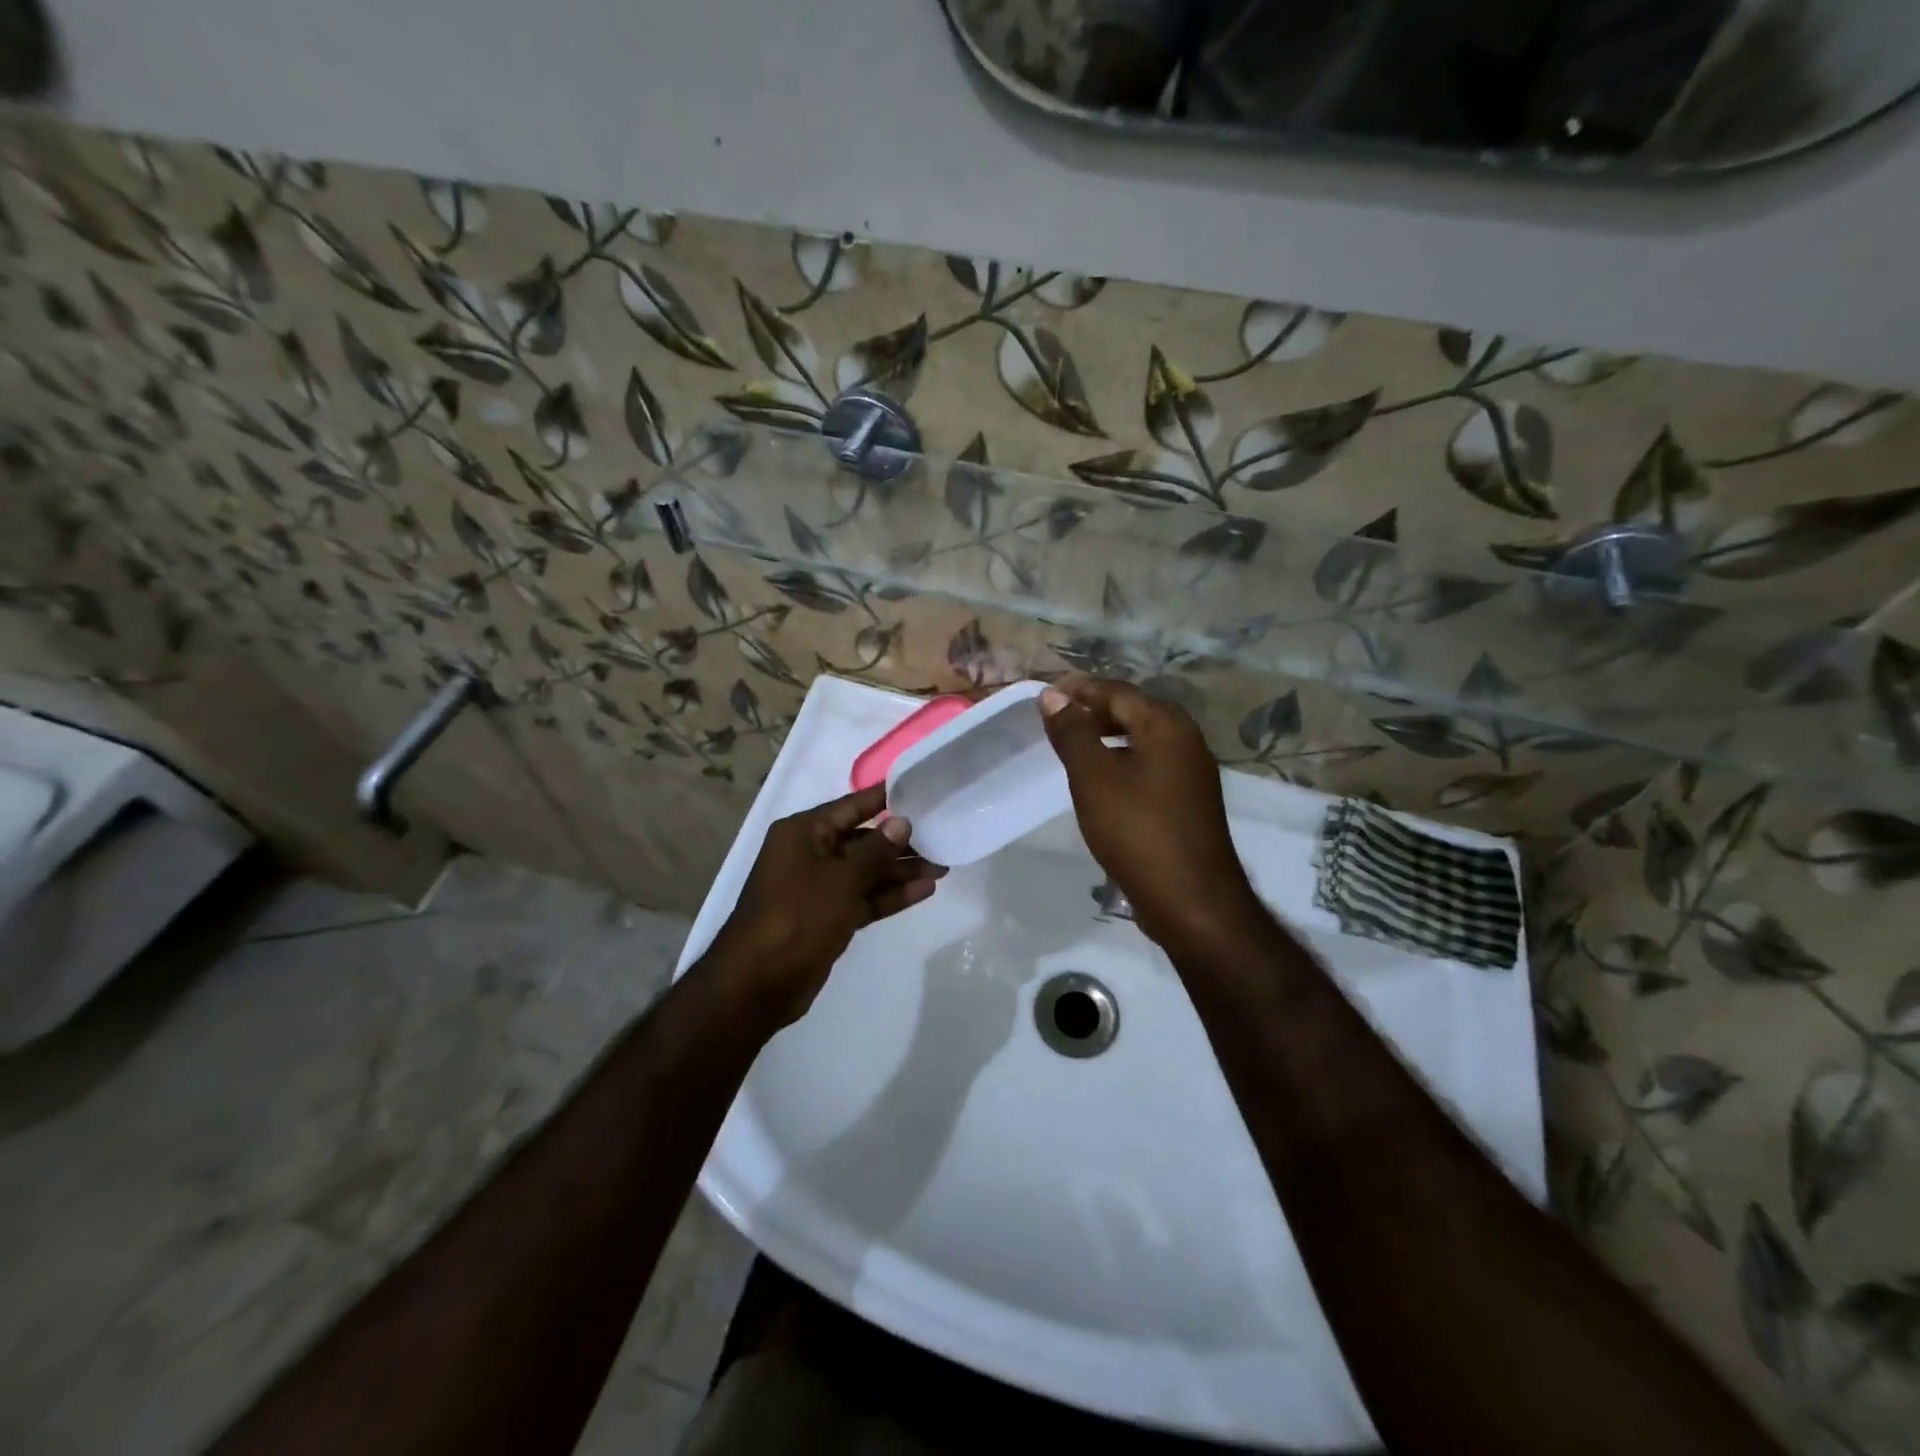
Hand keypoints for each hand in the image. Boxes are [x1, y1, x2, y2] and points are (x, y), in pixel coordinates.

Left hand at [703, 785, 943, 1028]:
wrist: (758, 982)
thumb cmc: (798, 916)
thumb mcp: (842, 878)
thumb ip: (876, 850)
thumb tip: (902, 822)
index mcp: (804, 832)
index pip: (851, 806)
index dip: (886, 799)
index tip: (922, 789)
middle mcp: (810, 853)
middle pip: (863, 840)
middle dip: (900, 842)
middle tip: (942, 839)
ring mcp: (819, 887)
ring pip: (866, 871)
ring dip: (900, 871)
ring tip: (942, 867)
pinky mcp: (829, 917)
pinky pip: (864, 898)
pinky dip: (890, 895)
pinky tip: (924, 891)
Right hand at [1041, 674, 1261, 951]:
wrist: (1191, 899)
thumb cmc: (1137, 831)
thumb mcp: (1094, 778)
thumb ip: (1073, 733)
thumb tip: (1053, 697)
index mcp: (1166, 725)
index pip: (1117, 691)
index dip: (1080, 689)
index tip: (1046, 694)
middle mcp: (1186, 740)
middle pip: (1134, 711)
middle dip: (1094, 710)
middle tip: (1057, 718)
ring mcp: (1192, 771)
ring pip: (1143, 739)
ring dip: (1108, 736)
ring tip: (1074, 747)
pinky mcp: (1190, 800)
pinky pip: (1151, 764)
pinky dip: (1123, 760)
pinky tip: (1103, 781)